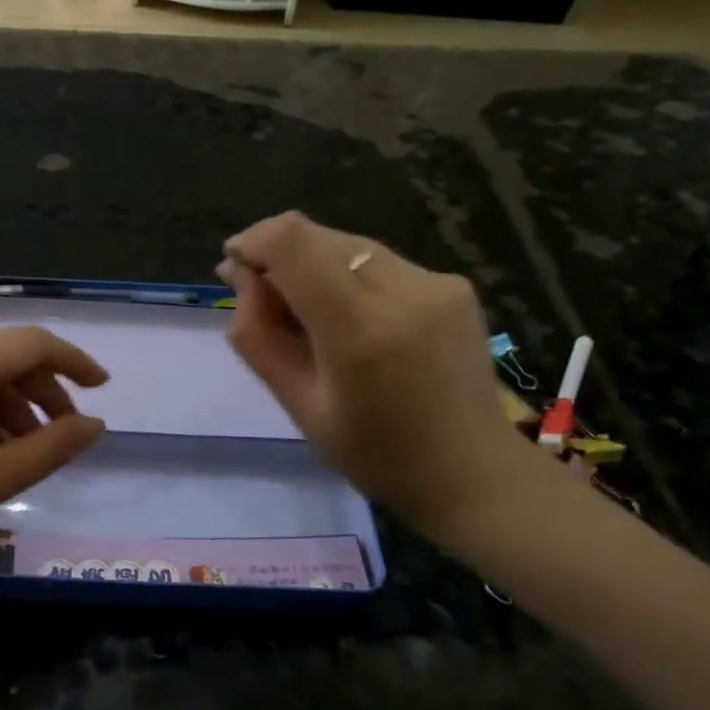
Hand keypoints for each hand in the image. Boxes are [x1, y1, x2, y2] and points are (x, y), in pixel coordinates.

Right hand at [218, 211, 546, 546]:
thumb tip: (242, 276)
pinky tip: (356, 321)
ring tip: (312, 318)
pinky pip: (381, 263)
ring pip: (350, 245)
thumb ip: (259, 337)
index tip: (236, 268)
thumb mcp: (300, 406)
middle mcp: (404, 290)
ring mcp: (437, 282)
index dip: (254, 241)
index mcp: (360, 331)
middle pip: (319, 237)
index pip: (294, 241)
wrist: (473, 472)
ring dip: (316, 268)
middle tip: (268, 305)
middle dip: (280, 258)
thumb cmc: (375, 455)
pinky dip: (351, 278)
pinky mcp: (455, 284)